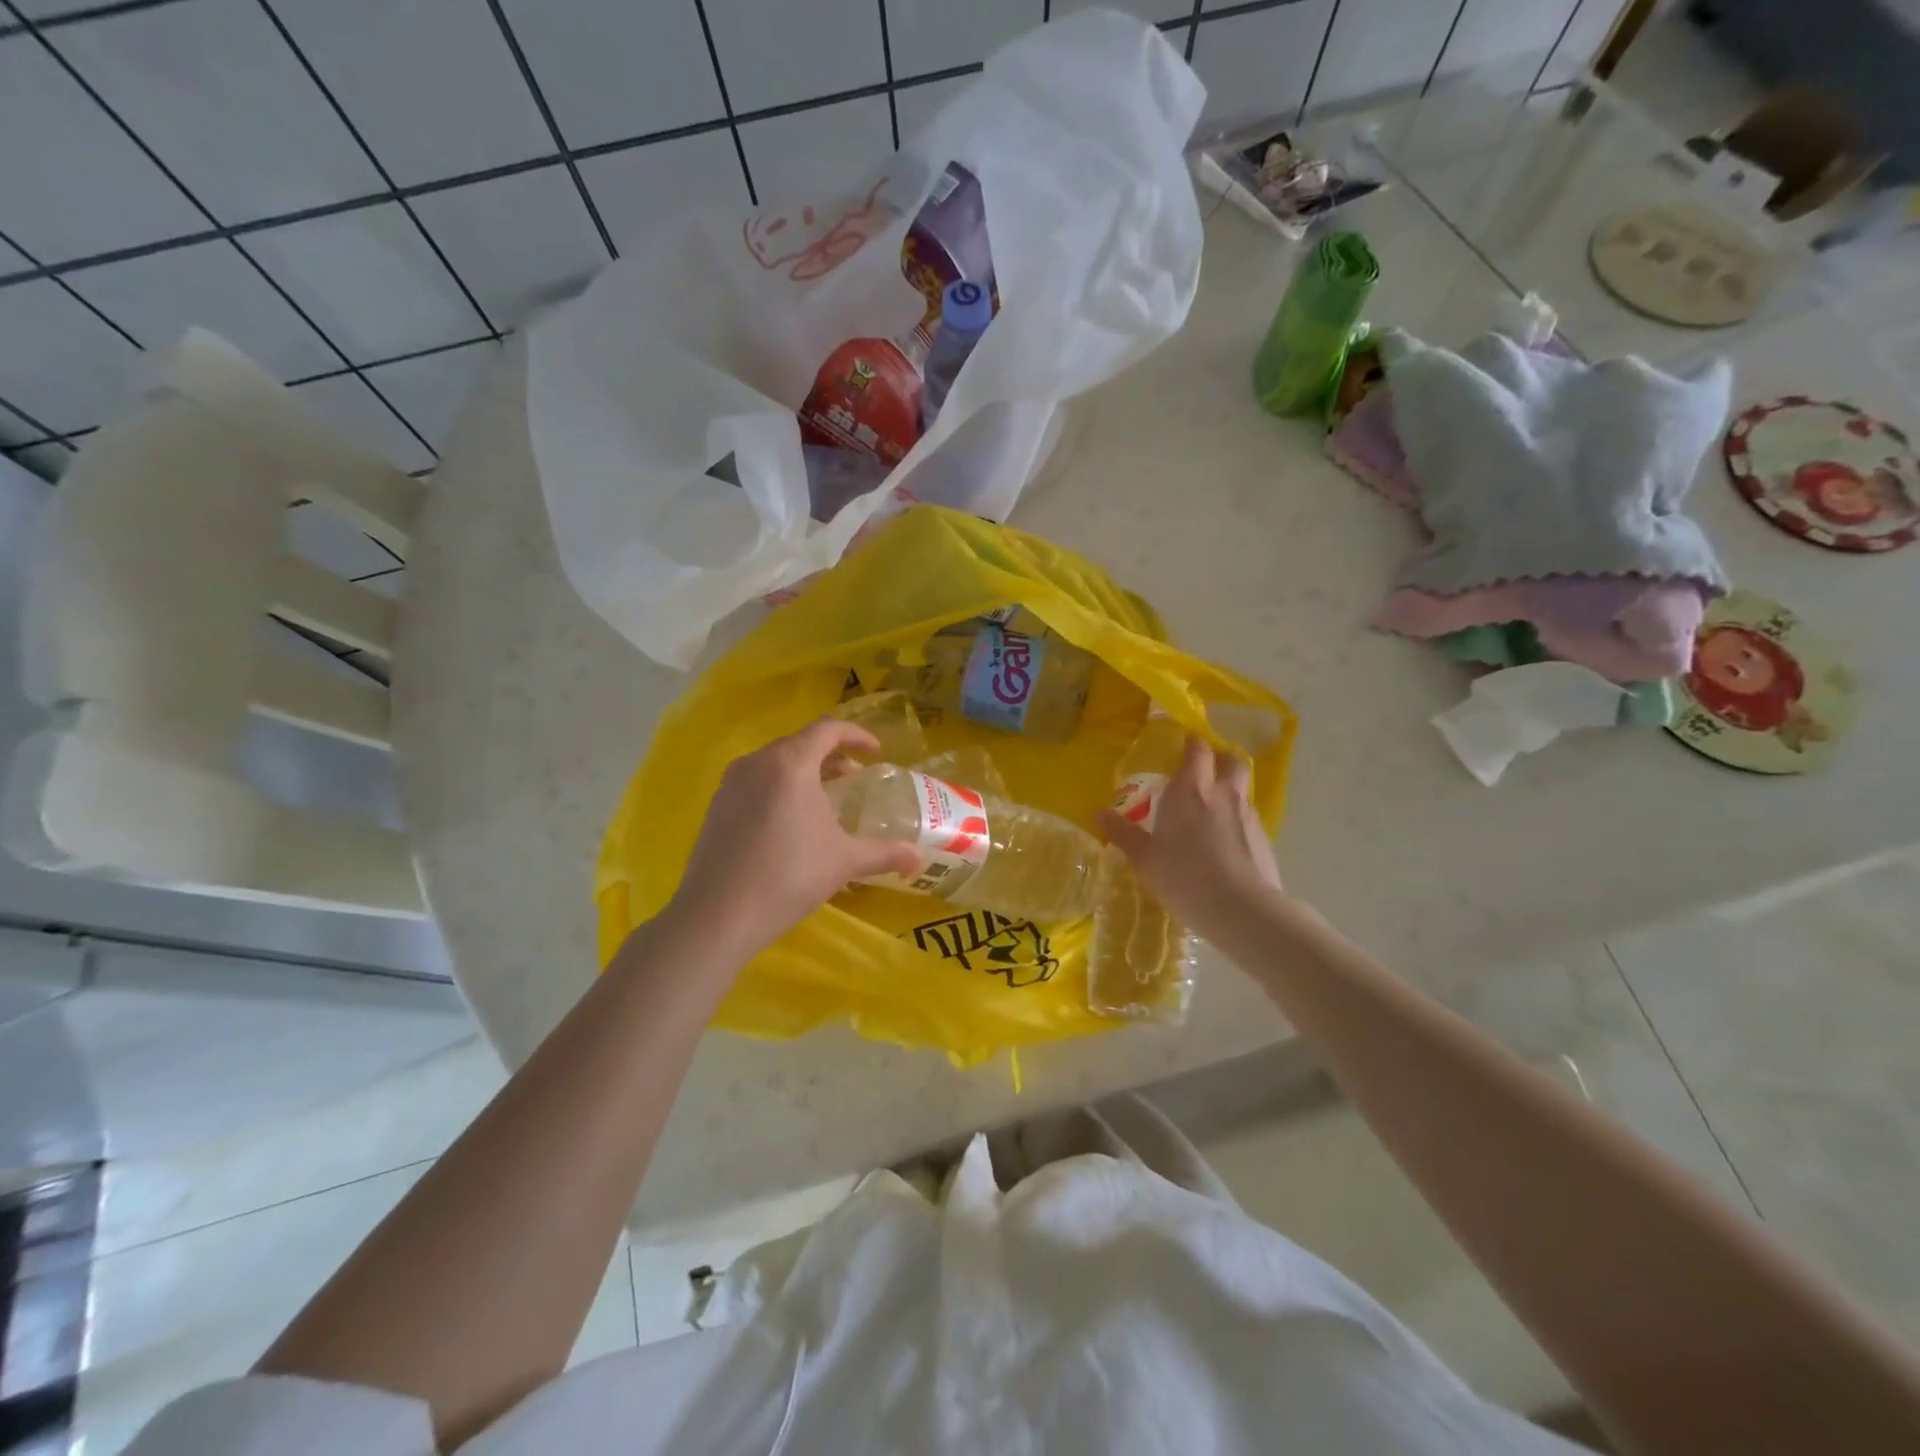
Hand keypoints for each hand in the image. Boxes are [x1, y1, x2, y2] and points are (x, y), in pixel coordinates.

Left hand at [661, 719, 920, 959]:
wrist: (718, 915)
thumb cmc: (789, 876)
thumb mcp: (844, 862)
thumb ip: (885, 853)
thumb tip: (918, 859)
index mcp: (791, 764)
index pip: (828, 730)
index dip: (857, 735)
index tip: (876, 753)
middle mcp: (757, 762)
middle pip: (800, 743)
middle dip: (831, 755)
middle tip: (852, 778)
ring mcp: (731, 783)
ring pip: (775, 762)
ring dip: (804, 771)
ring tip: (823, 798)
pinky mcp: (715, 806)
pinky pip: (755, 781)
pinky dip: (779, 787)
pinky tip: (788, 821)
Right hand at [1099, 734, 1282, 938]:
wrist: (1242, 910)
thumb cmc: (1184, 876)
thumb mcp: (1145, 858)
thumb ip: (1124, 833)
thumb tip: (1101, 814)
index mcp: (1190, 790)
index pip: (1197, 750)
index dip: (1192, 744)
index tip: (1183, 746)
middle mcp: (1223, 793)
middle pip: (1230, 760)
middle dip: (1219, 759)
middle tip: (1203, 771)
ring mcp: (1248, 815)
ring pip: (1242, 789)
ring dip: (1229, 790)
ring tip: (1213, 811)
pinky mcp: (1264, 838)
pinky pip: (1249, 817)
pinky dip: (1238, 820)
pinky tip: (1226, 844)